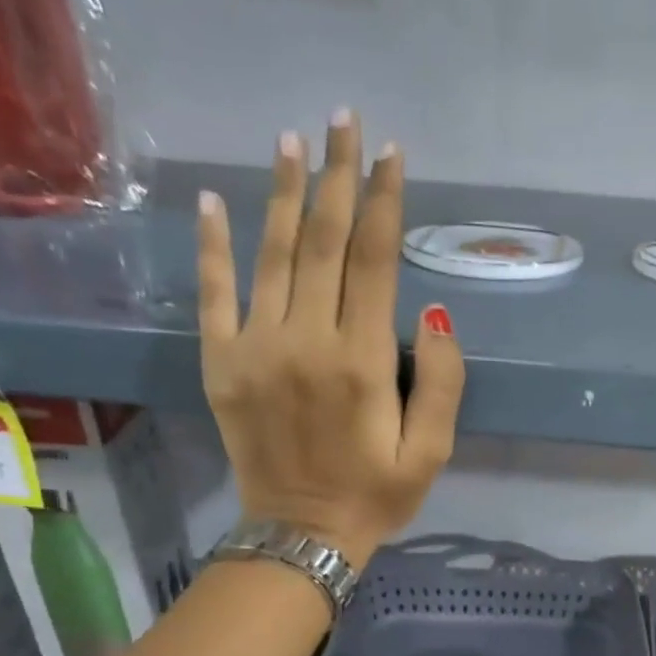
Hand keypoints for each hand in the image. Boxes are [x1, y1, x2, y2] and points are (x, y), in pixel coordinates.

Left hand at [197, 112, 464, 571]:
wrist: (300, 534)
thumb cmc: (376, 495)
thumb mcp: (432, 452)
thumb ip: (442, 383)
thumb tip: (433, 315)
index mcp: (362, 361)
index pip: (373, 261)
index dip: (382, 202)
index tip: (389, 153)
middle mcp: (306, 340)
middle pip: (322, 241)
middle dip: (337, 176)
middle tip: (343, 120)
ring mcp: (255, 348)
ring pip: (270, 254)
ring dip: (282, 192)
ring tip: (292, 140)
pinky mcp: (221, 363)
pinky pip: (215, 292)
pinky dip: (213, 244)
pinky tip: (216, 199)